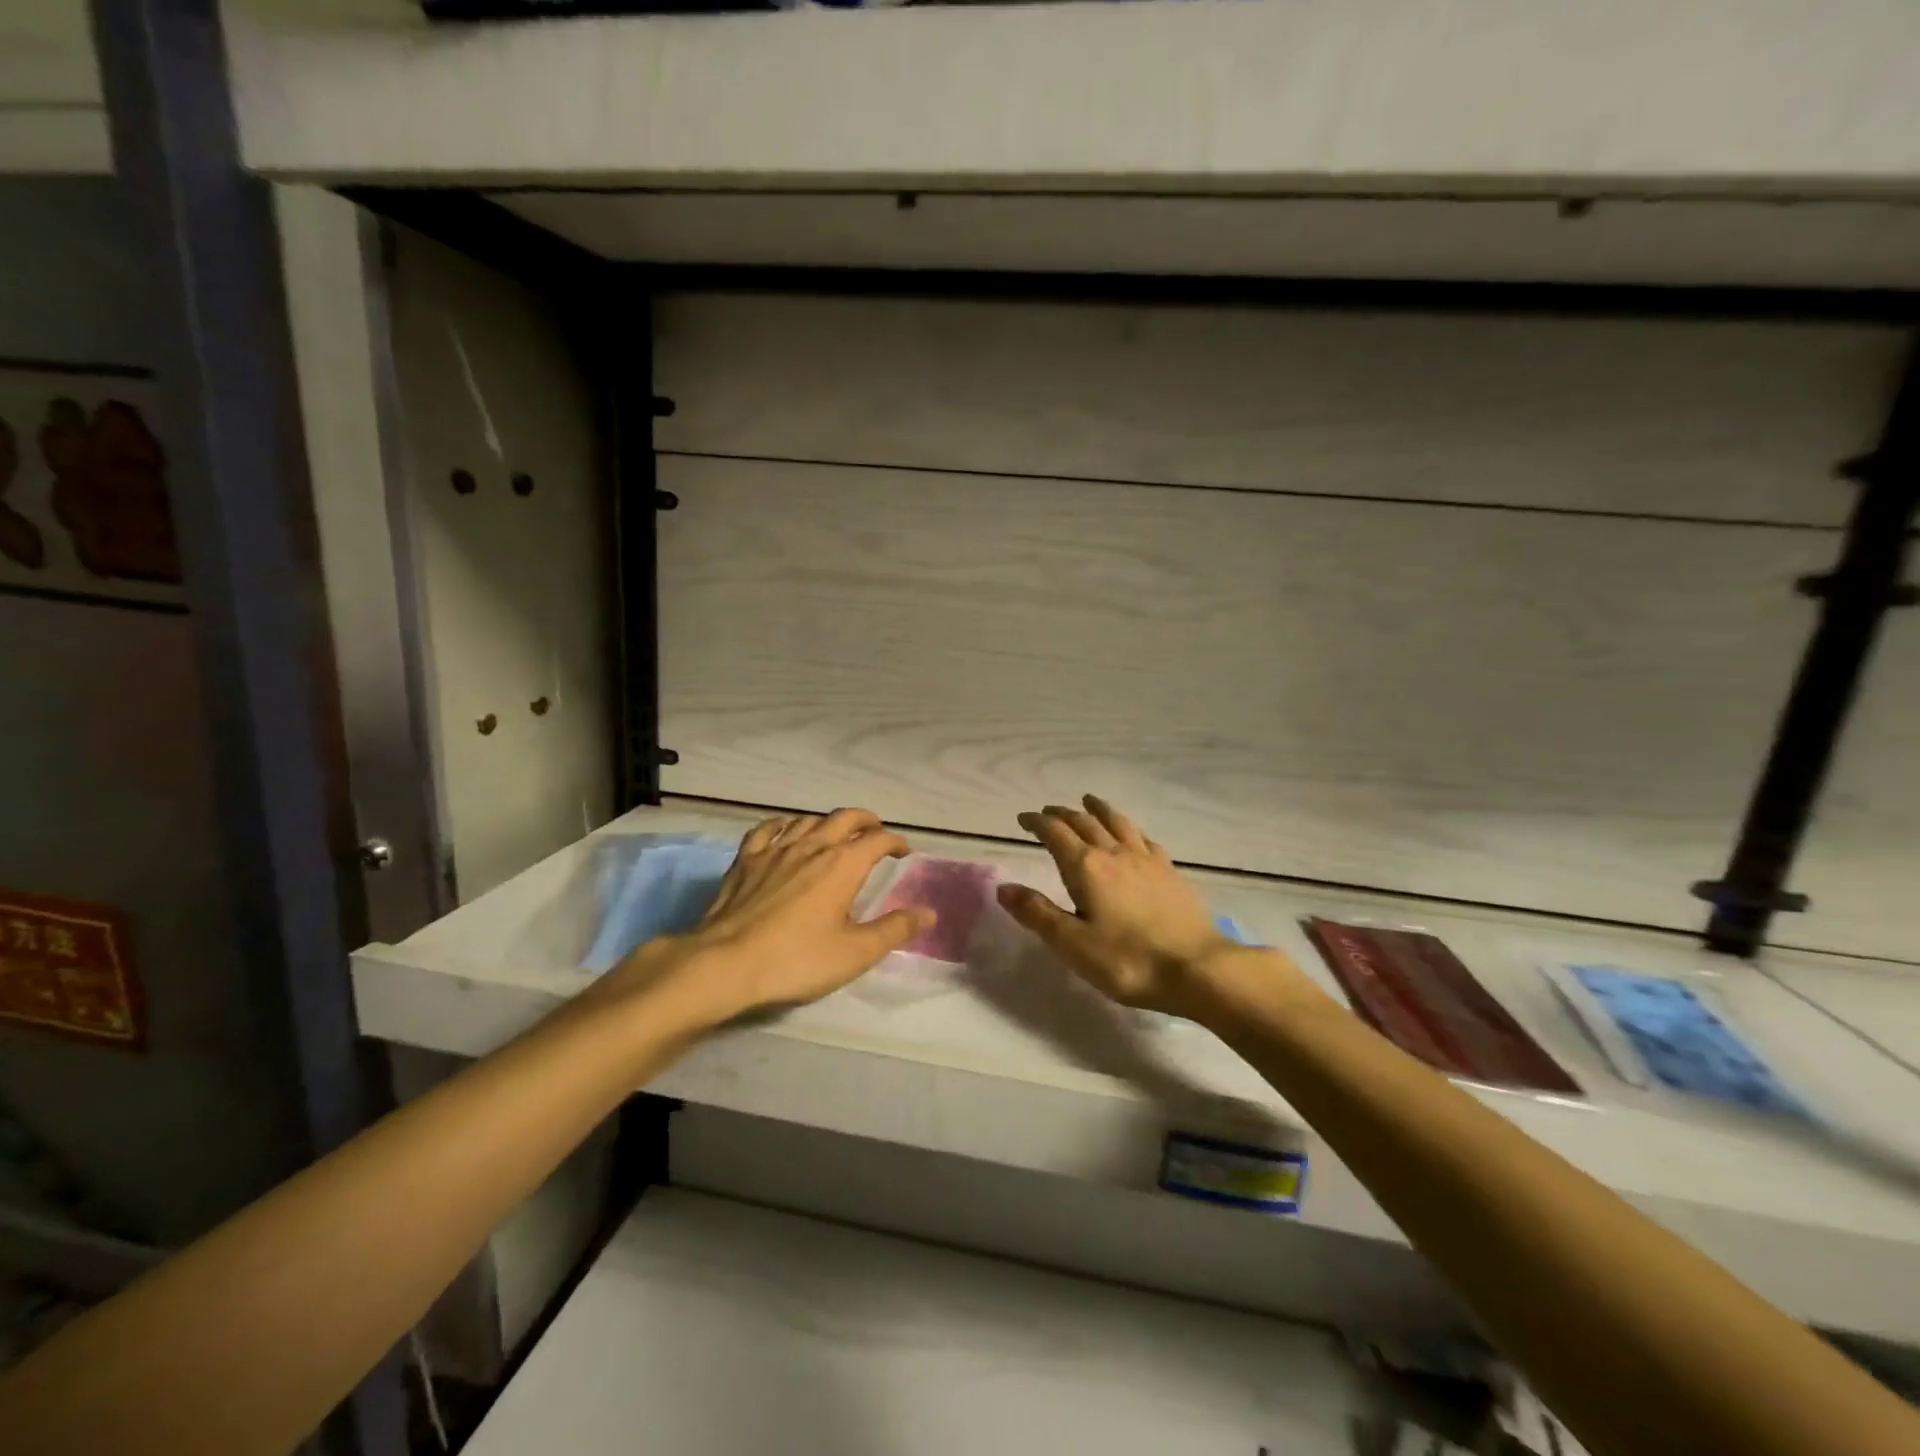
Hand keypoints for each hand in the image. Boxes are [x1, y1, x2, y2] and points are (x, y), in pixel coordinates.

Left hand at [599, 809, 933, 1030]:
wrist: (726, 963)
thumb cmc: (797, 959)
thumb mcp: (855, 953)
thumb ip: (894, 930)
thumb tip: (928, 912)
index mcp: (843, 864)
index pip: (878, 839)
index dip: (895, 842)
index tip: (904, 852)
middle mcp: (813, 846)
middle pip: (845, 817)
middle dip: (866, 820)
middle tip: (875, 832)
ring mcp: (776, 849)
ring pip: (808, 819)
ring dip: (827, 822)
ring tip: (835, 833)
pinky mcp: (746, 859)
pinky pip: (768, 829)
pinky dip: (784, 825)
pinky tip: (785, 831)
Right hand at [997, 795, 1236, 1019]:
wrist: (1197, 968)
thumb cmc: (1127, 961)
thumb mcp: (1072, 944)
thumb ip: (1037, 913)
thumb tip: (1003, 887)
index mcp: (1086, 867)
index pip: (1055, 833)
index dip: (1036, 823)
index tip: (1023, 819)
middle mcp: (1114, 853)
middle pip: (1084, 822)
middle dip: (1062, 814)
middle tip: (1048, 812)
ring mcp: (1146, 860)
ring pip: (1117, 823)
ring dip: (1098, 809)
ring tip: (1089, 801)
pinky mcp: (1170, 872)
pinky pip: (1144, 839)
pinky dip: (1129, 829)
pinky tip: (1132, 835)